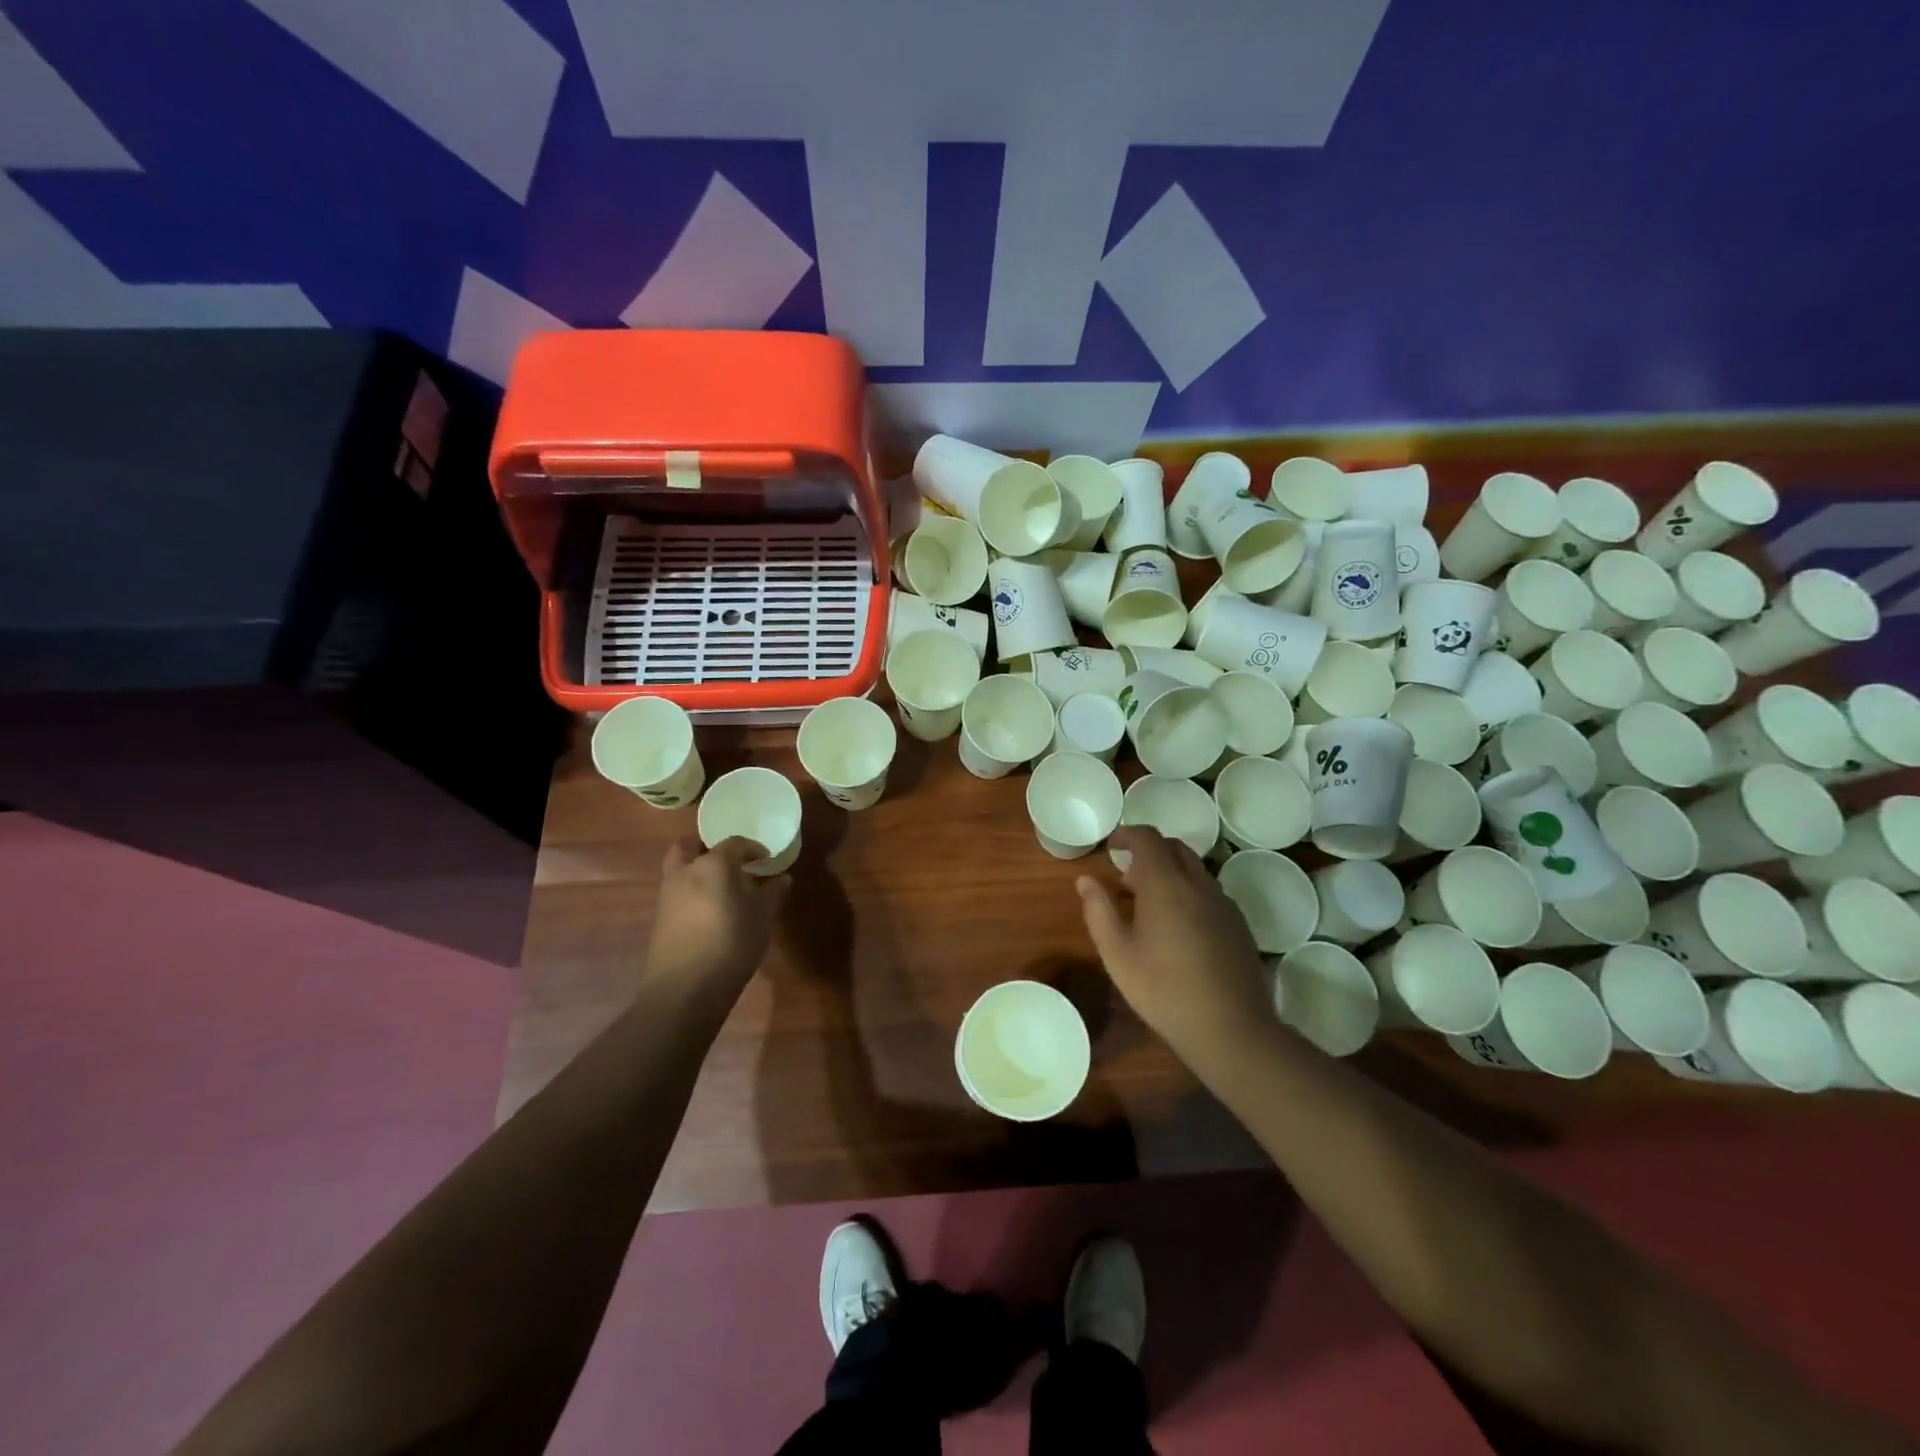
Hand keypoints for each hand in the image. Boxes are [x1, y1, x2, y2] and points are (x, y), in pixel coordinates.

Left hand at [646, 838, 789, 994]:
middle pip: (690, 845)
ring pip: (679, 867)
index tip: (765, 859)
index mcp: (714, 864)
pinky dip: (691, 890)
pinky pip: (676, 890)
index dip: (753, 848)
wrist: (685, 989)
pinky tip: (709, 909)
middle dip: (707, 847)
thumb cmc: (731, 944)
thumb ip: (773, 893)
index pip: (734, 843)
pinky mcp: (660, 917)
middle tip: (729, 860)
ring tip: (721, 886)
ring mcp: (668, 894)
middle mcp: (686, 871)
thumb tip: (783, 878)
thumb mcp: (762, 918)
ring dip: (696, 868)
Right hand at [1076, 828, 1274, 1064]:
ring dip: (1170, 872)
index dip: (1127, 834)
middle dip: (1149, 851)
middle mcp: (1198, 883)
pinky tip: (1179, 928)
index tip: (1111, 846)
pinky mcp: (1238, 924)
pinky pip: (1209, 891)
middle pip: (1174, 847)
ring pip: (1195, 869)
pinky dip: (1189, 892)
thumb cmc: (1163, 989)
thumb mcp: (1117, 953)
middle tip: (1127, 878)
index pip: (1147, 838)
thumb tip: (1085, 880)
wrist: (1230, 1028)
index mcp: (1165, 883)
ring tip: (1150, 906)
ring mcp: (1223, 903)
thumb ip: (1098, 910)